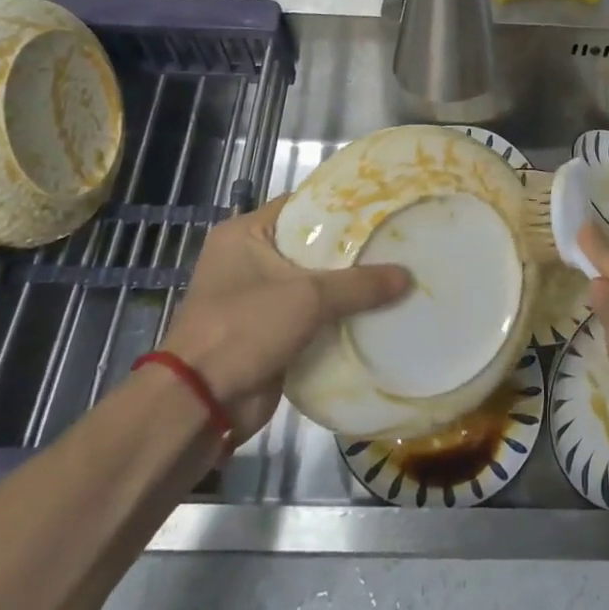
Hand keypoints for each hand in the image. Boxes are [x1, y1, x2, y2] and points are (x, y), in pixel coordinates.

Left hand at [163, 196, 408, 441]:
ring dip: (348, 286)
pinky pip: (312, 316)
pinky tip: (377, 312)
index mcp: (244, 234)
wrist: (201, 404)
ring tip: (396, 274)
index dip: (340, 205)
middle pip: (311, 245)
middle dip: (352, 249)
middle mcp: (249, 259)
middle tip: (396, 241)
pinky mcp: (269, 333)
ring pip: (314, 284)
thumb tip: (408, 276)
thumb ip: (360, 284)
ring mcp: (258, 298)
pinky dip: (339, 316)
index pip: (301, 205)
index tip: (381, 207)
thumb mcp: (308, 297)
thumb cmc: (244, 328)